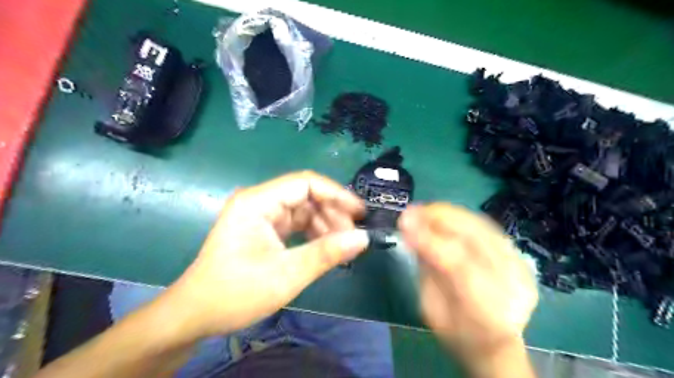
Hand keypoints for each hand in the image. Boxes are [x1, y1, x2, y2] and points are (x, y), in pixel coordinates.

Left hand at [167, 173, 368, 338]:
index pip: (305, 183)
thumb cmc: (235, 293)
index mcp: (258, 202)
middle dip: (332, 213)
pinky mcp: (264, 230)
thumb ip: (326, 253)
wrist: (196, 315)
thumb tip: (362, 238)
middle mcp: (260, 202)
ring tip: (342, 245)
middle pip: (306, 196)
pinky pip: (296, 224)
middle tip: (353, 236)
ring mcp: (261, 216)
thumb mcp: (286, 275)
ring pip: (303, 210)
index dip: (336, 194)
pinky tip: (326, 247)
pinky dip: (313, 233)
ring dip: (325, 224)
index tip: (360, 212)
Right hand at [398, 205, 537, 361]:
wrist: (496, 342)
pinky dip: (462, 218)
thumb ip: (427, 270)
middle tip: (412, 210)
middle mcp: (511, 286)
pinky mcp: (520, 258)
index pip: (458, 265)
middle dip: (439, 219)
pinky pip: (488, 228)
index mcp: (486, 311)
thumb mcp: (433, 309)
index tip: (404, 221)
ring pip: (483, 227)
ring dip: (450, 214)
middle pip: (475, 239)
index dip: (429, 239)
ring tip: (424, 210)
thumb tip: (413, 233)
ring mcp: (521, 269)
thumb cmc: (457, 333)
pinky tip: (444, 216)